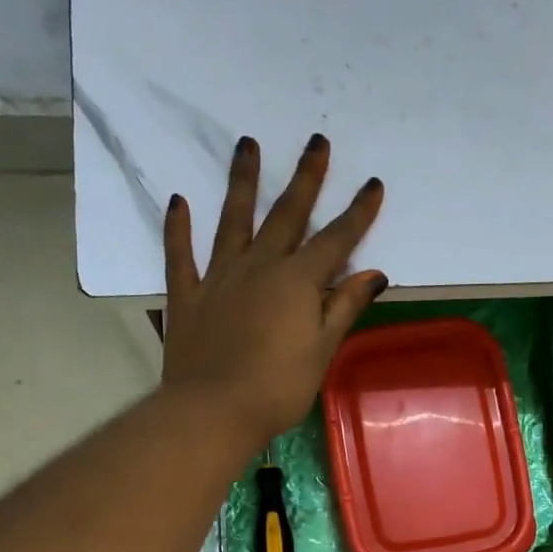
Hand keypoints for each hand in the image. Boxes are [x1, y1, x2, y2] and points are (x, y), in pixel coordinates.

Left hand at [161, 133, 387, 445]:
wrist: (214, 411)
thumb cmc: (278, 388)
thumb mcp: (322, 350)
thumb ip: (345, 307)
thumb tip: (374, 273)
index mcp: (298, 282)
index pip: (336, 241)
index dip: (357, 213)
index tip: (372, 184)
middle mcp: (259, 267)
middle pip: (286, 215)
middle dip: (306, 178)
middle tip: (316, 141)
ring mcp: (219, 277)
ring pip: (233, 220)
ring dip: (242, 182)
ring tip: (246, 144)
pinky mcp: (187, 295)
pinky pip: (180, 254)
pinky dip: (178, 228)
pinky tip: (179, 202)